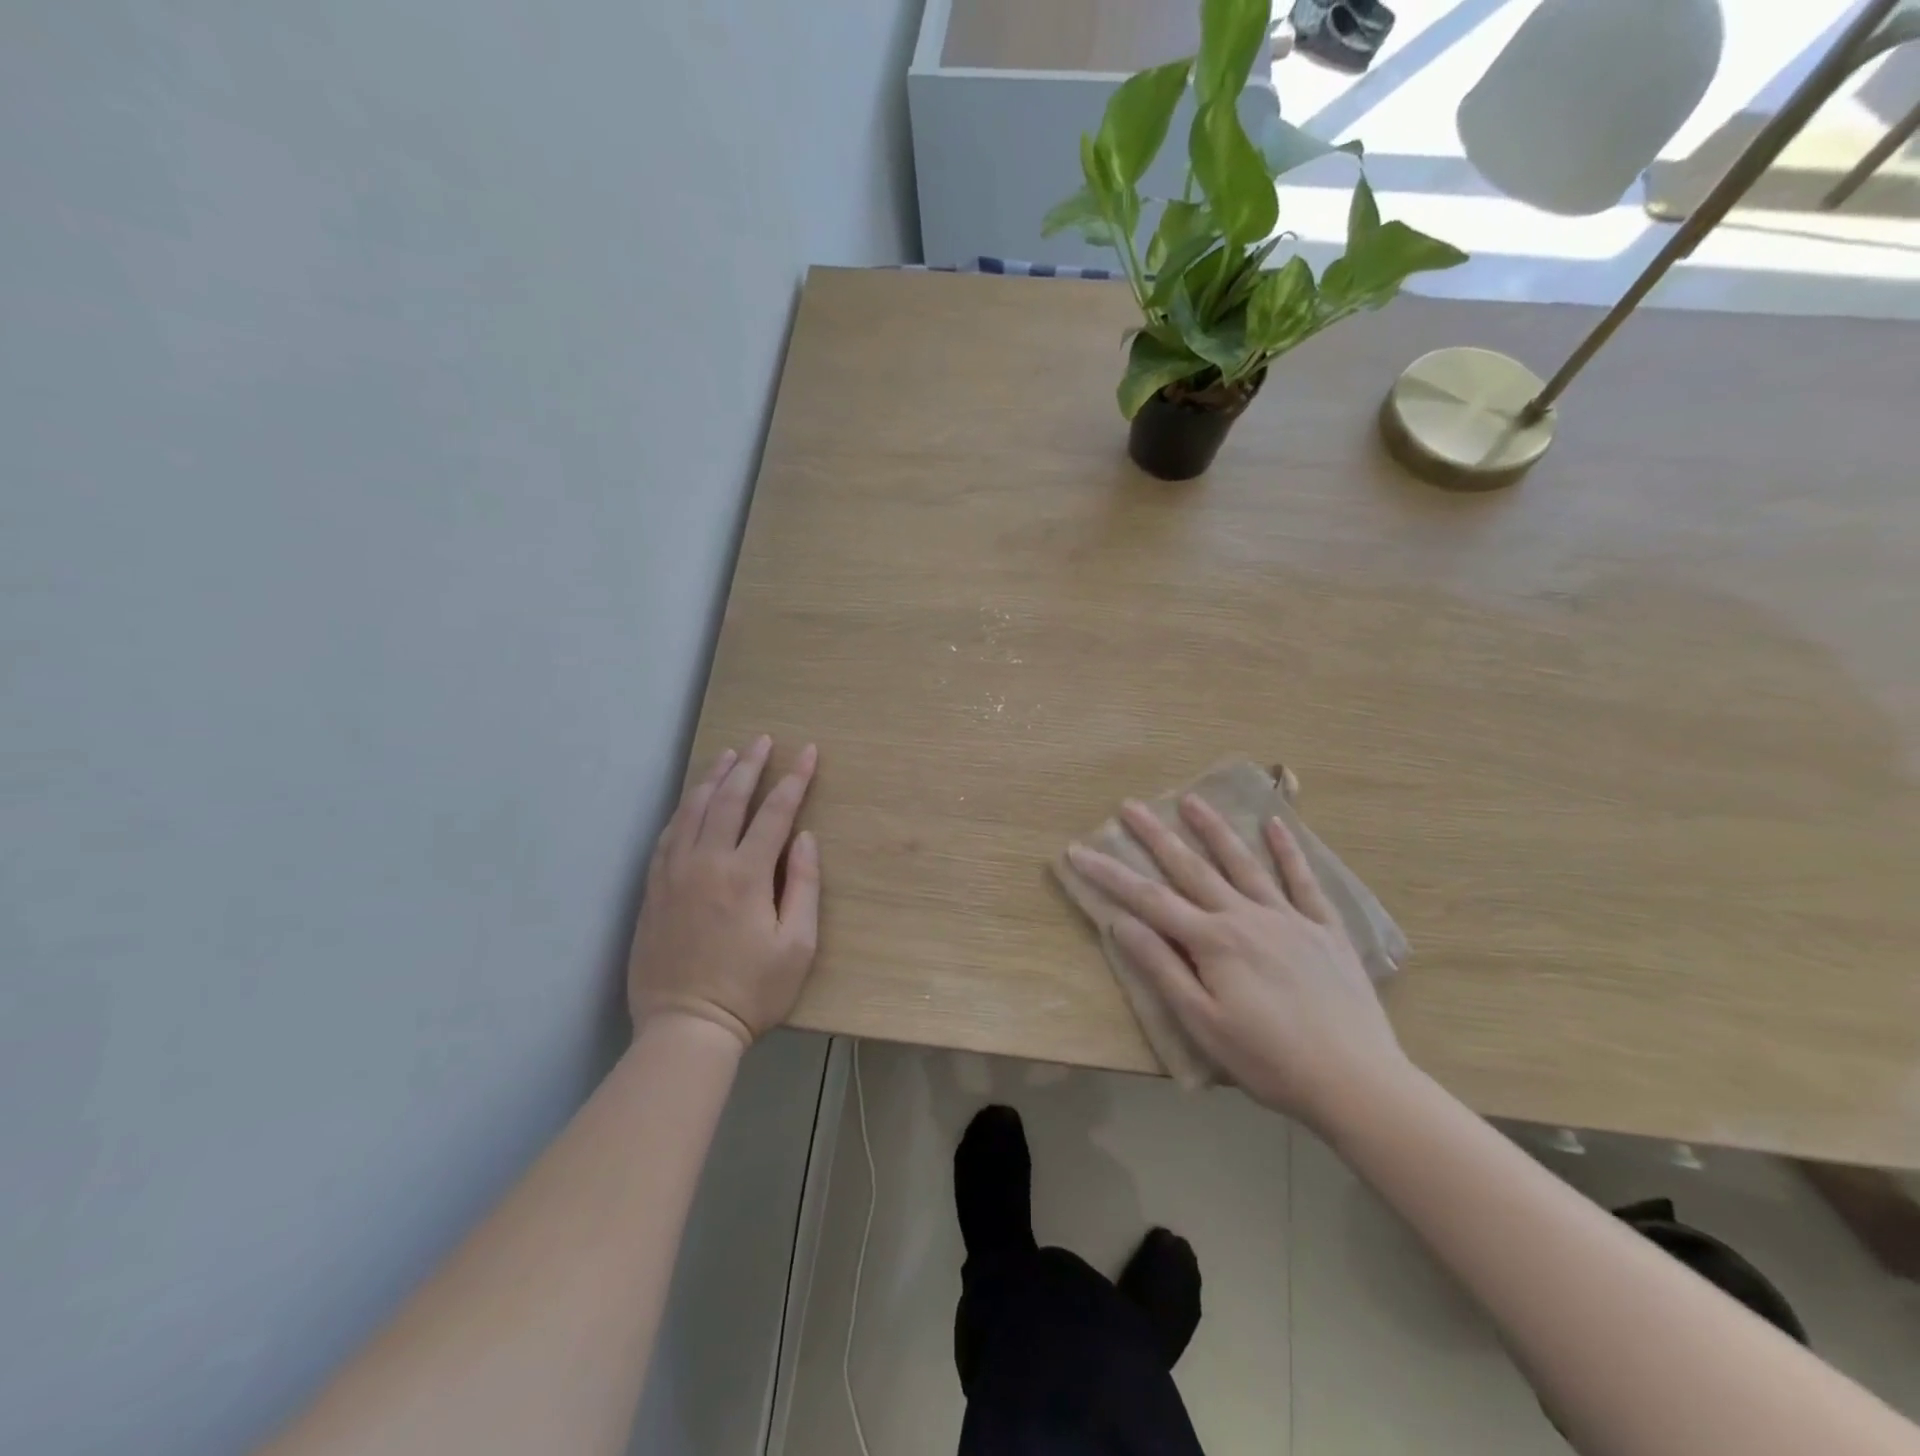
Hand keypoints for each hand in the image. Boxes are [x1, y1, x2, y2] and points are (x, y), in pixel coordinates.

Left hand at [628, 736, 819, 1047]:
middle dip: (751, 765)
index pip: (775, 812)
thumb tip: (804, 838)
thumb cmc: (752, 991)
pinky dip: (683, 808)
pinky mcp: (653, 888)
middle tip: (764, 739)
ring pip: (692, 810)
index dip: (794, 779)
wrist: (685, 1027)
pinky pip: (668, 834)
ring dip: (713, 778)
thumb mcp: (797, 945)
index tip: (808, 752)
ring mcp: (673, 873)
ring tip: (730, 755)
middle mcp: (706, 863)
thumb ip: (803, 885)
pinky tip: (692, 799)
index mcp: (746, 875)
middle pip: (729, 799)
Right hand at [1066, 796, 1407, 1124]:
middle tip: (1130, 805)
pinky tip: (1276, 824)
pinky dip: (1288, 851)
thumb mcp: (1203, 1023)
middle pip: (1192, 868)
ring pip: (1243, 863)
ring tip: (1191, 799)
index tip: (1078, 850)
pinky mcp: (1324, 929)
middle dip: (1157, 835)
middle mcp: (1246, 916)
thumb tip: (1122, 923)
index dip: (1110, 874)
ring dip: (1214, 829)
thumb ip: (1163, 968)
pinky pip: (1303, 881)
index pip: (1148, 899)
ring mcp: (1289, 918)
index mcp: (1213, 941)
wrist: (1356, 1081)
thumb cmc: (1269, 1061)